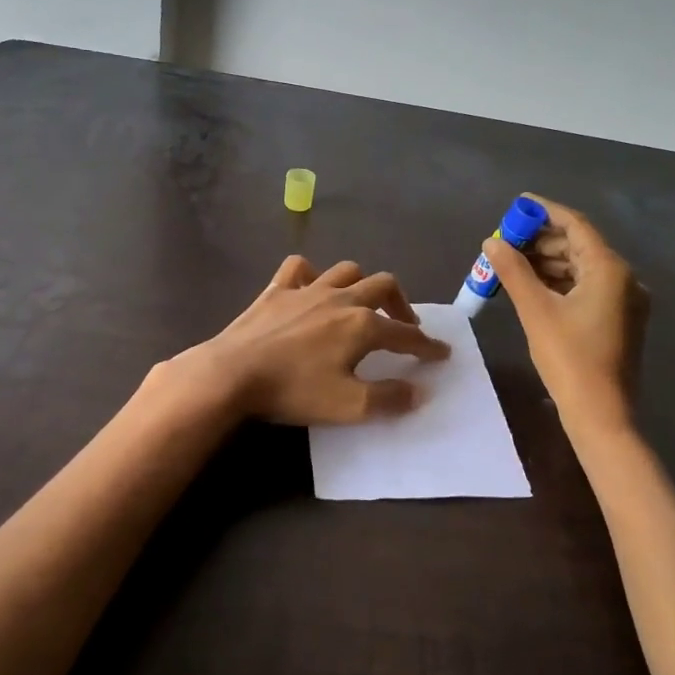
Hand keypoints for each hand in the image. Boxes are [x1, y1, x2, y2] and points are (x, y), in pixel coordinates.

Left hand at [177, 256, 449, 424]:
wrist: (232, 374)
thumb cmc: (294, 391)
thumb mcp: (349, 406)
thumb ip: (389, 399)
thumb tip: (419, 391)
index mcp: (362, 325)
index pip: (406, 334)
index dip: (427, 346)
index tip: (442, 353)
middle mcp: (341, 299)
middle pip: (383, 286)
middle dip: (401, 304)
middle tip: (404, 324)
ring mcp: (308, 289)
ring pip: (347, 271)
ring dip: (362, 284)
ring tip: (363, 303)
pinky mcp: (277, 290)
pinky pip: (300, 268)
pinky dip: (312, 274)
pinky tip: (311, 288)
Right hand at [484, 195, 647, 430]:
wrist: (601, 414)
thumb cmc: (569, 359)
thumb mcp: (535, 311)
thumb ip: (513, 271)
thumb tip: (492, 242)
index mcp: (610, 269)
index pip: (575, 225)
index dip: (544, 212)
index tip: (517, 205)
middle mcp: (625, 278)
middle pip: (580, 245)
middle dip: (542, 239)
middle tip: (507, 240)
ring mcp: (625, 300)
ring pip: (583, 267)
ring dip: (549, 261)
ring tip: (513, 263)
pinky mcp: (619, 319)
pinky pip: (588, 287)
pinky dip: (561, 281)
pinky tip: (534, 286)